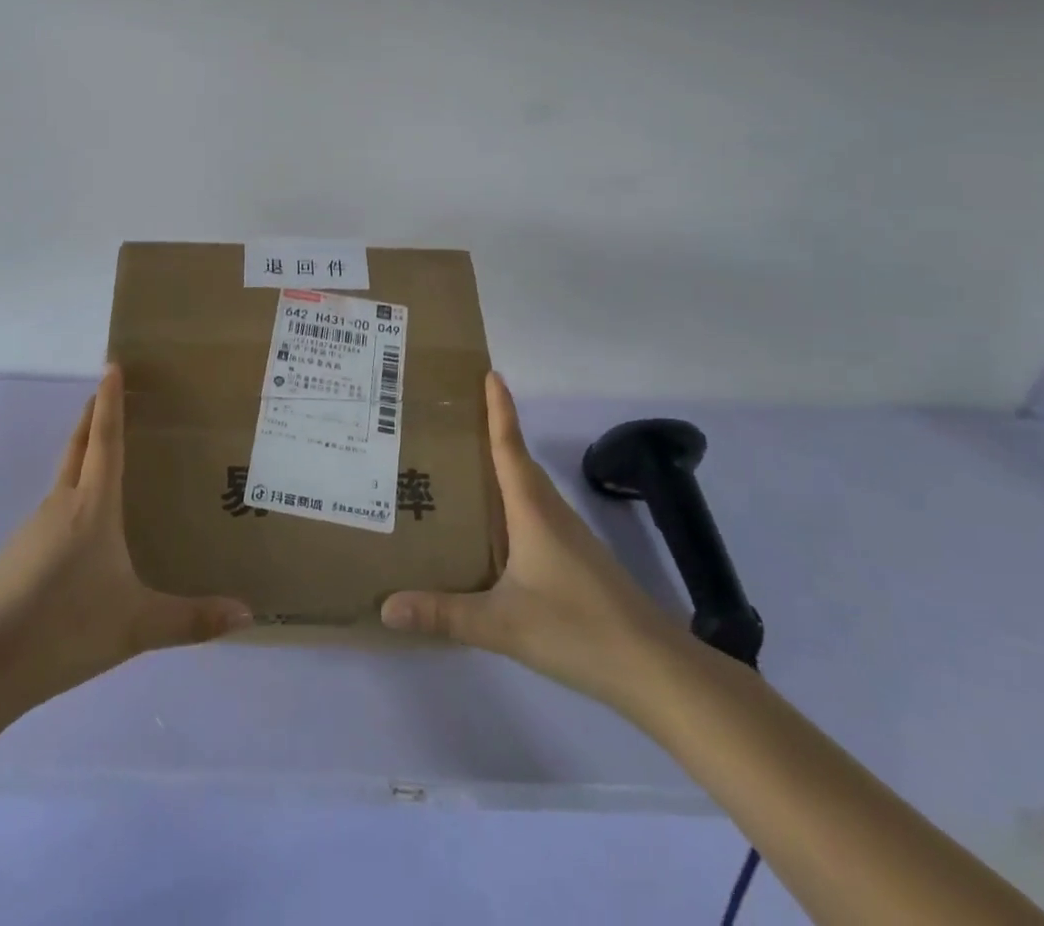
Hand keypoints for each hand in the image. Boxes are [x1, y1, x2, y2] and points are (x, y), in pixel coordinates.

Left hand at [0, 365, 252, 707]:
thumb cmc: (67, 628)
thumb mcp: (137, 627)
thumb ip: (192, 620)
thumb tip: (247, 614)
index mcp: (92, 507)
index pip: (105, 441)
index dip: (110, 402)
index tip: (111, 365)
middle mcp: (60, 505)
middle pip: (77, 448)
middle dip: (91, 416)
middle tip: (103, 391)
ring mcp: (32, 529)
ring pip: (62, 482)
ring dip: (80, 459)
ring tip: (103, 464)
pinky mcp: (15, 555)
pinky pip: (50, 515)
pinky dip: (68, 502)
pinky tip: (78, 537)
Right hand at [380, 373, 688, 711]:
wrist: (657, 670)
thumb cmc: (578, 629)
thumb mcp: (502, 624)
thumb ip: (444, 614)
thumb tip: (386, 607)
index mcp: (532, 511)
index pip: (510, 447)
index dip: (499, 409)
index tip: (490, 373)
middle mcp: (551, 513)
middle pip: (519, 462)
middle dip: (492, 434)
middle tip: (453, 421)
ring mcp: (570, 538)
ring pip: (529, 490)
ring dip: (502, 470)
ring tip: (463, 470)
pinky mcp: (579, 561)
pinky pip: (537, 515)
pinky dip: (513, 505)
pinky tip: (496, 530)